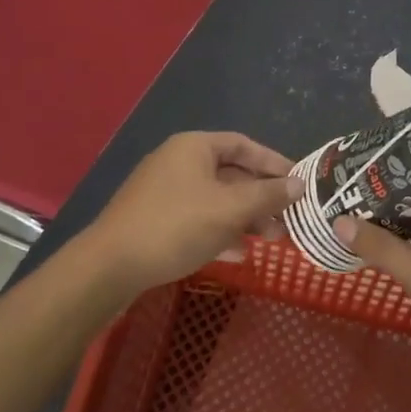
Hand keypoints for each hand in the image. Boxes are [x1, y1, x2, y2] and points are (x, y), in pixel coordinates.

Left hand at [81, 132, 301, 300]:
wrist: (110, 267)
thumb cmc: (175, 226)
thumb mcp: (229, 209)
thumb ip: (267, 195)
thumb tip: (300, 184)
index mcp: (194, 147)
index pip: (244, 145)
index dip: (273, 162)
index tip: (298, 182)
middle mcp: (179, 162)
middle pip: (231, 173)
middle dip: (262, 197)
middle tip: (289, 219)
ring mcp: (164, 192)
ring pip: (216, 199)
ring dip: (245, 217)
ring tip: (273, 240)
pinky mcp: (155, 220)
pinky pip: (198, 218)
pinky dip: (221, 231)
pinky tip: (238, 253)